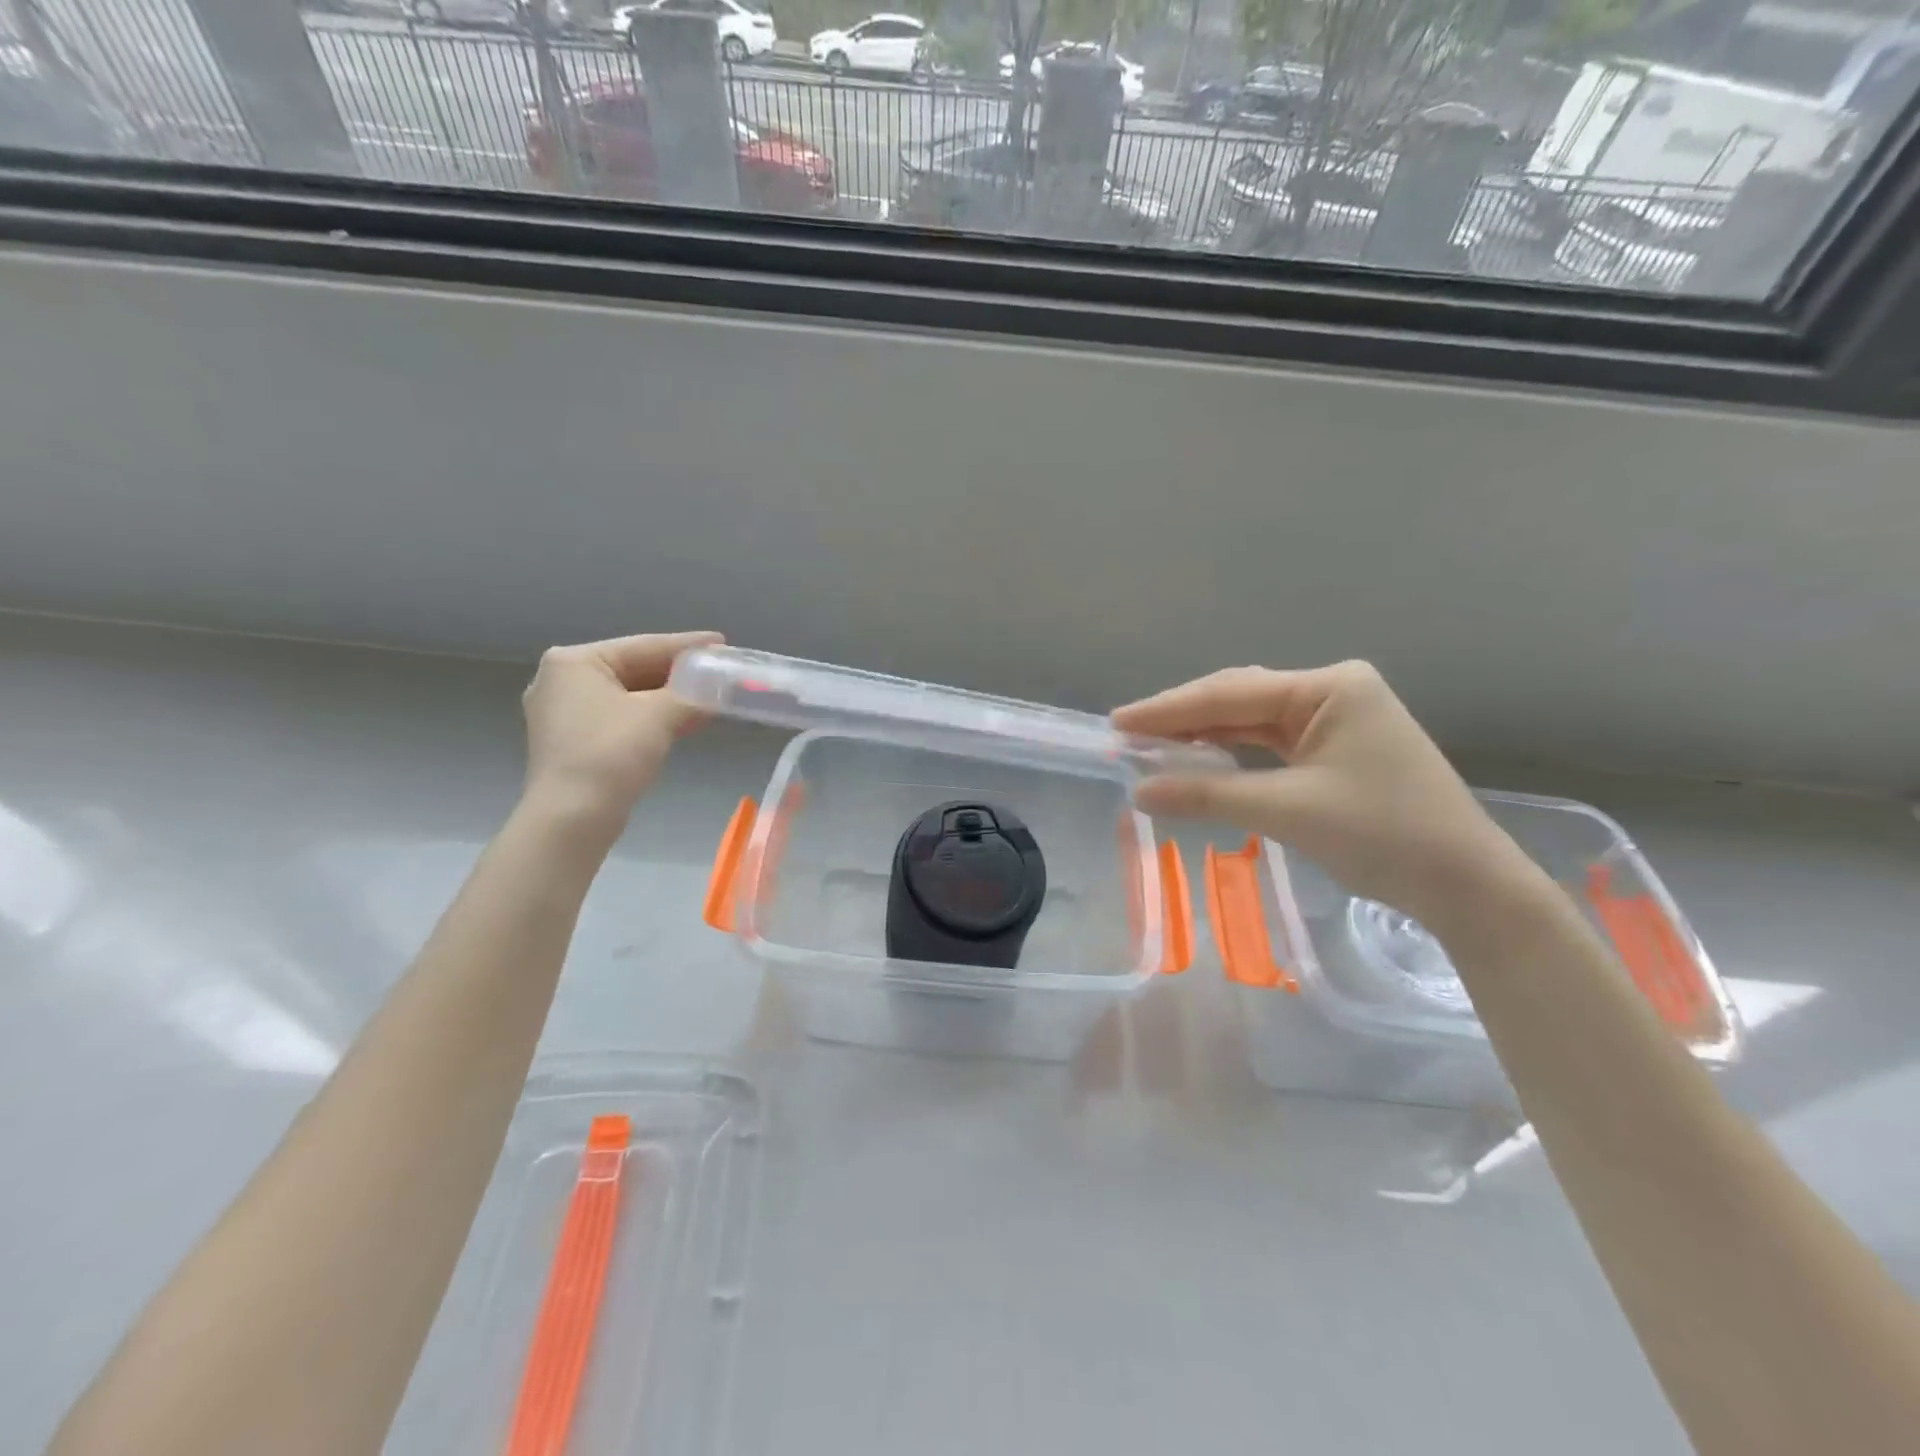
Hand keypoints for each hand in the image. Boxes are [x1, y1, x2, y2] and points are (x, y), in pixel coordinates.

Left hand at [521, 631, 722, 830]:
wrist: (573, 818)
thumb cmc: (610, 753)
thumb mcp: (659, 715)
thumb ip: (693, 692)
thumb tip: (722, 684)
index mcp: (574, 662)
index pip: (643, 646)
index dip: (687, 645)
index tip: (721, 643)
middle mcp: (563, 681)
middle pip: (635, 669)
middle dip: (680, 674)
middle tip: (719, 671)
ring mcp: (565, 713)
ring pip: (630, 695)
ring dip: (671, 698)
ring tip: (712, 696)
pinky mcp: (575, 741)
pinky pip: (622, 717)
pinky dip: (654, 718)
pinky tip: (688, 720)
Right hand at [1113, 661, 1532, 930]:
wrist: (1468, 886)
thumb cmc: (1384, 835)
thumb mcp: (1288, 811)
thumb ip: (1208, 795)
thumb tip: (1139, 792)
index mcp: (1328, 687)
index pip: (1229, 695)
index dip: (1168, 709)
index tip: (1117, 722)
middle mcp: (1332, 691)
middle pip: (1238, 699)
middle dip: (1182, 717)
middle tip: (1127, 734)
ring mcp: (1337, 719)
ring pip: (1251, 721)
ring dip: (1203, 735)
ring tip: (1151, 744)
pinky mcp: (1336, 749)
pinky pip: (1269, 743)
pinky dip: (1231, 753)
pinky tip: (1199, 757)